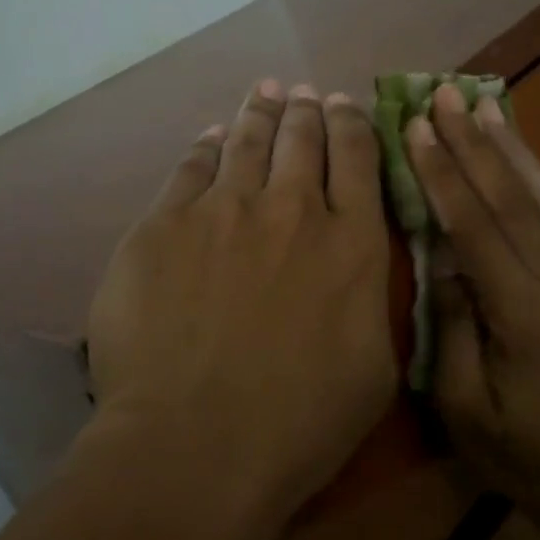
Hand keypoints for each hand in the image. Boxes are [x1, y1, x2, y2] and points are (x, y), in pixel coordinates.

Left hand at [86, 81, 395, 529]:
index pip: (358, 157)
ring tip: (265, 93)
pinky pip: (190, 168)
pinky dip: (205, 147)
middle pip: (302, 138)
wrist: (196, 446)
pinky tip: (210, 138)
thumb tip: (362, 260)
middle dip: (307, 110)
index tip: (345, 105)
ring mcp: (224, 211)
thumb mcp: (375, 368)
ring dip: (260, 112)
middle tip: (304, 93)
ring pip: (247, 141)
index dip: (352, 123)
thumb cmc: (300, 423)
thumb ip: (373, 299)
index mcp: (352, 242)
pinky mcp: (164, 225)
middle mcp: (293, 209)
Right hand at [403, 84, 539, 505]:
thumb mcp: (465, 404)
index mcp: (521, 313)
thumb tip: (440, 257)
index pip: (475, 228)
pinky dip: (535, 172)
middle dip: (473, 142)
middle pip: (510, 197)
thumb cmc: (518, 451)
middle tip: (444, 94)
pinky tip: (518, 149)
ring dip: (509, 145)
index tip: (415, 128)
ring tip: (483, 102)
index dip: (443, 174)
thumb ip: (450, 326)